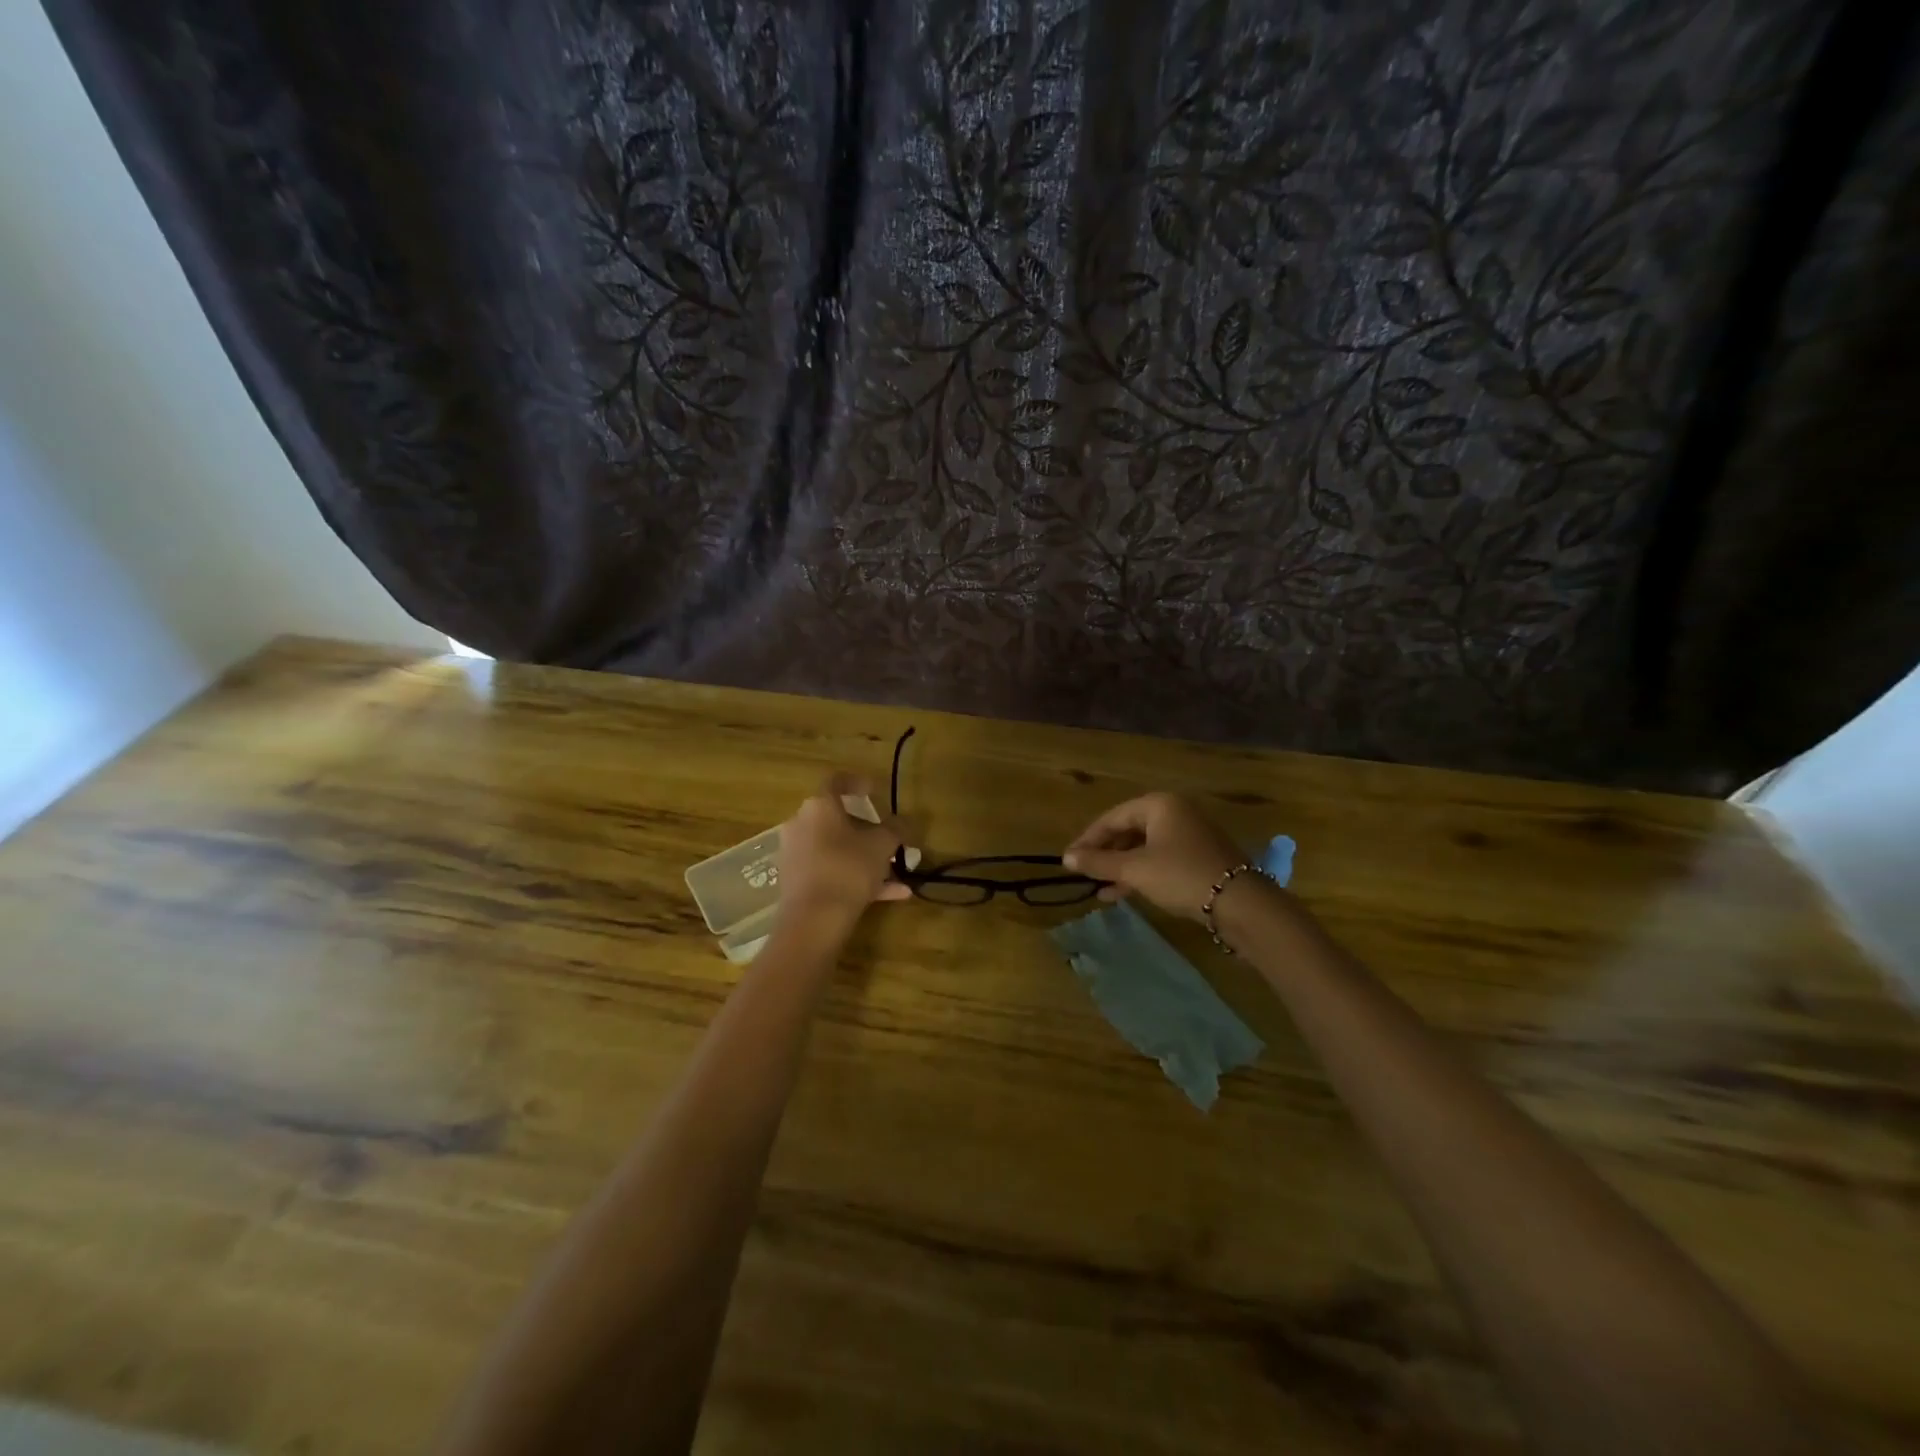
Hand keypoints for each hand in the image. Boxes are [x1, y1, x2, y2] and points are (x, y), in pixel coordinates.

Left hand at [775, 774, 911, 930]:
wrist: (813, 920)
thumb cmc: (849, 869)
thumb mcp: (883, 846)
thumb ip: (896, 829)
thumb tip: (904, 821)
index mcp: (819, 806)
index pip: (836, 782)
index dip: (857, 782)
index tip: (874, 790)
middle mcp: (801, 824)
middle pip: (835, 818)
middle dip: (864, 828)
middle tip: (886, 837)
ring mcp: (795, 854)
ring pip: (836, 848)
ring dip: (864, 857)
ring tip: (895, 873)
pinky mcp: (795, 881)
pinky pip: (830, 871)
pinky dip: (855, 878)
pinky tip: (890, 895)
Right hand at [1062, 792, 1242, 919]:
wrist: (1240, 903)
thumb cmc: (1181, 875)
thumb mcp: (1134, 869)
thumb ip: (1098, 862)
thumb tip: (1066, 858)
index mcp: (1159, 804)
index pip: (1112, 817)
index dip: (1087, 839)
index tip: (1069, 860)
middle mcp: (1175, 811)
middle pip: (1128, 830)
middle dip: (1105, 855)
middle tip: (1084, 874)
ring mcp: (1190, 834)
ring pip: (1144, 847)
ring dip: (1120, 867)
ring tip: (1100, 890)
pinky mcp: (1199, 856)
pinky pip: (1160, 858)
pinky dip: (1141, 872)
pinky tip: (1123, 893)